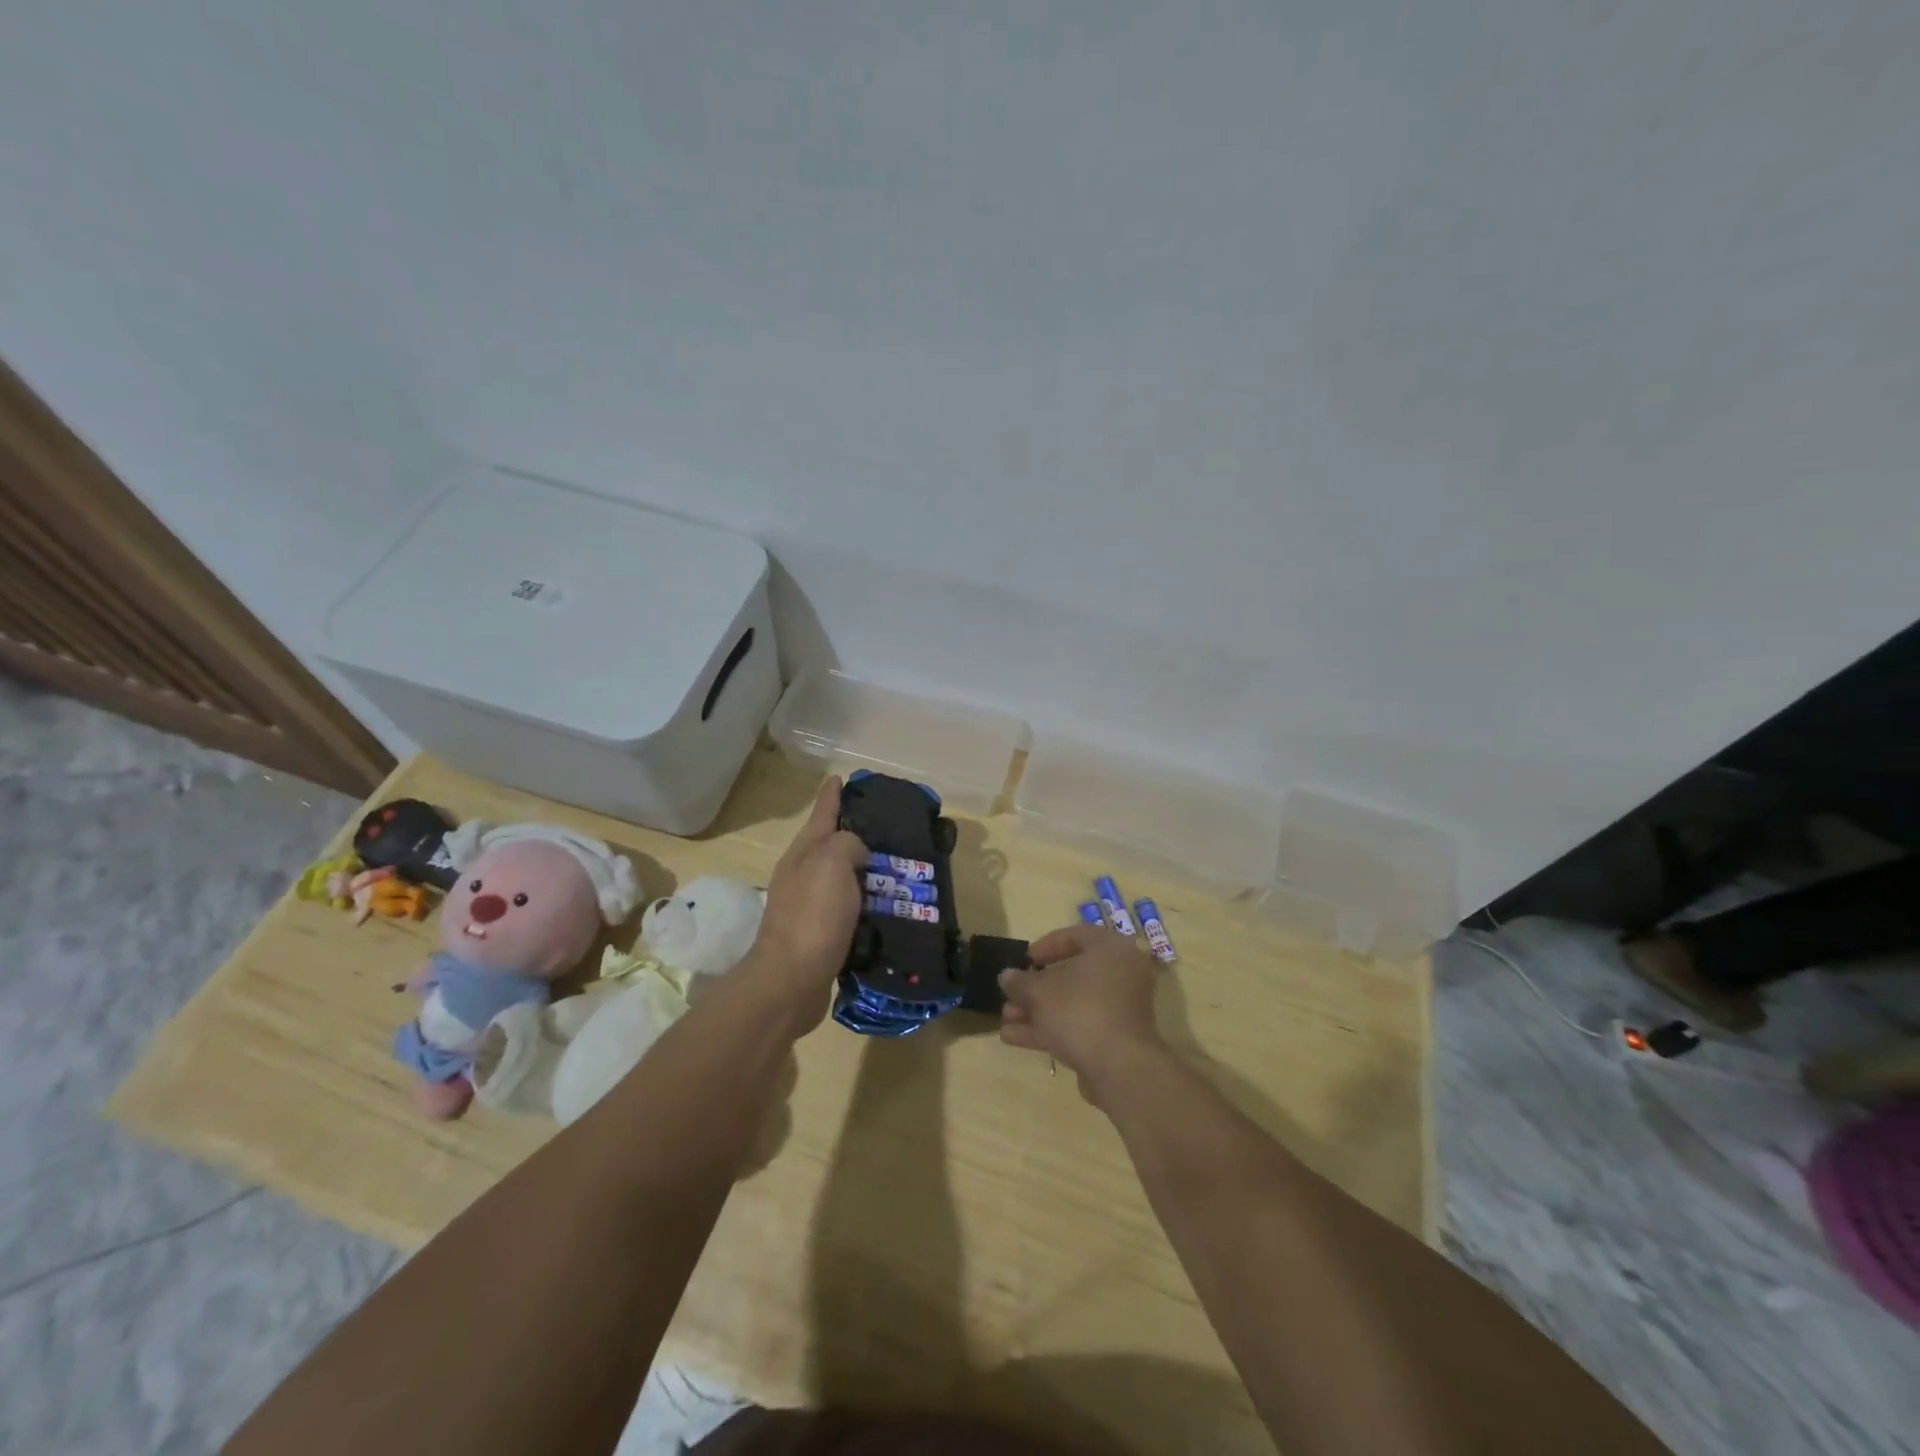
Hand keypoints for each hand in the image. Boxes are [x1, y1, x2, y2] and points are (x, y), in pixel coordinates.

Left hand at [744, 777, 867, 1031]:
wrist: (791, 982)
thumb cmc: (812, 916)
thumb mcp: (831, 863)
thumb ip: (846, 843)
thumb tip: (856, 852)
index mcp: (803, 854)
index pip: (821, 813)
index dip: (832, 795)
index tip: (842, 778)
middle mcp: (803, 876)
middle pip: (832, 845)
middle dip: (857, 834)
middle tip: (892, 829)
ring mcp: (810, 907)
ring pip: (844, 879)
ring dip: (867, 873)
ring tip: (899, 870)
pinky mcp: (822, 936)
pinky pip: (850, 910)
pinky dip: (868, 905)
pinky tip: (889, 909)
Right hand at [998, 924, 1165, 1095]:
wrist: (1119, 1069)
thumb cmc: (1080, 1011)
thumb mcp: (1039, 992)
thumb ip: (1020, 981)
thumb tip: (1007, 976)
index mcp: (1111, 949)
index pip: (1075, 936)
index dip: (1044, 946)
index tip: (1024, 961)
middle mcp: (1121, 974)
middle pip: (1071, 975)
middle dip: (1035, 988)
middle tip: (1010, 995)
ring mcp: (1120, 1009)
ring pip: (1072, 1003)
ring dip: (1037, 1011)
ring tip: (1005, 1020)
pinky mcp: (1115, 1038)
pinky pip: (1079, 1025)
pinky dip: (1050, 1029)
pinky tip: (1014, 1037)